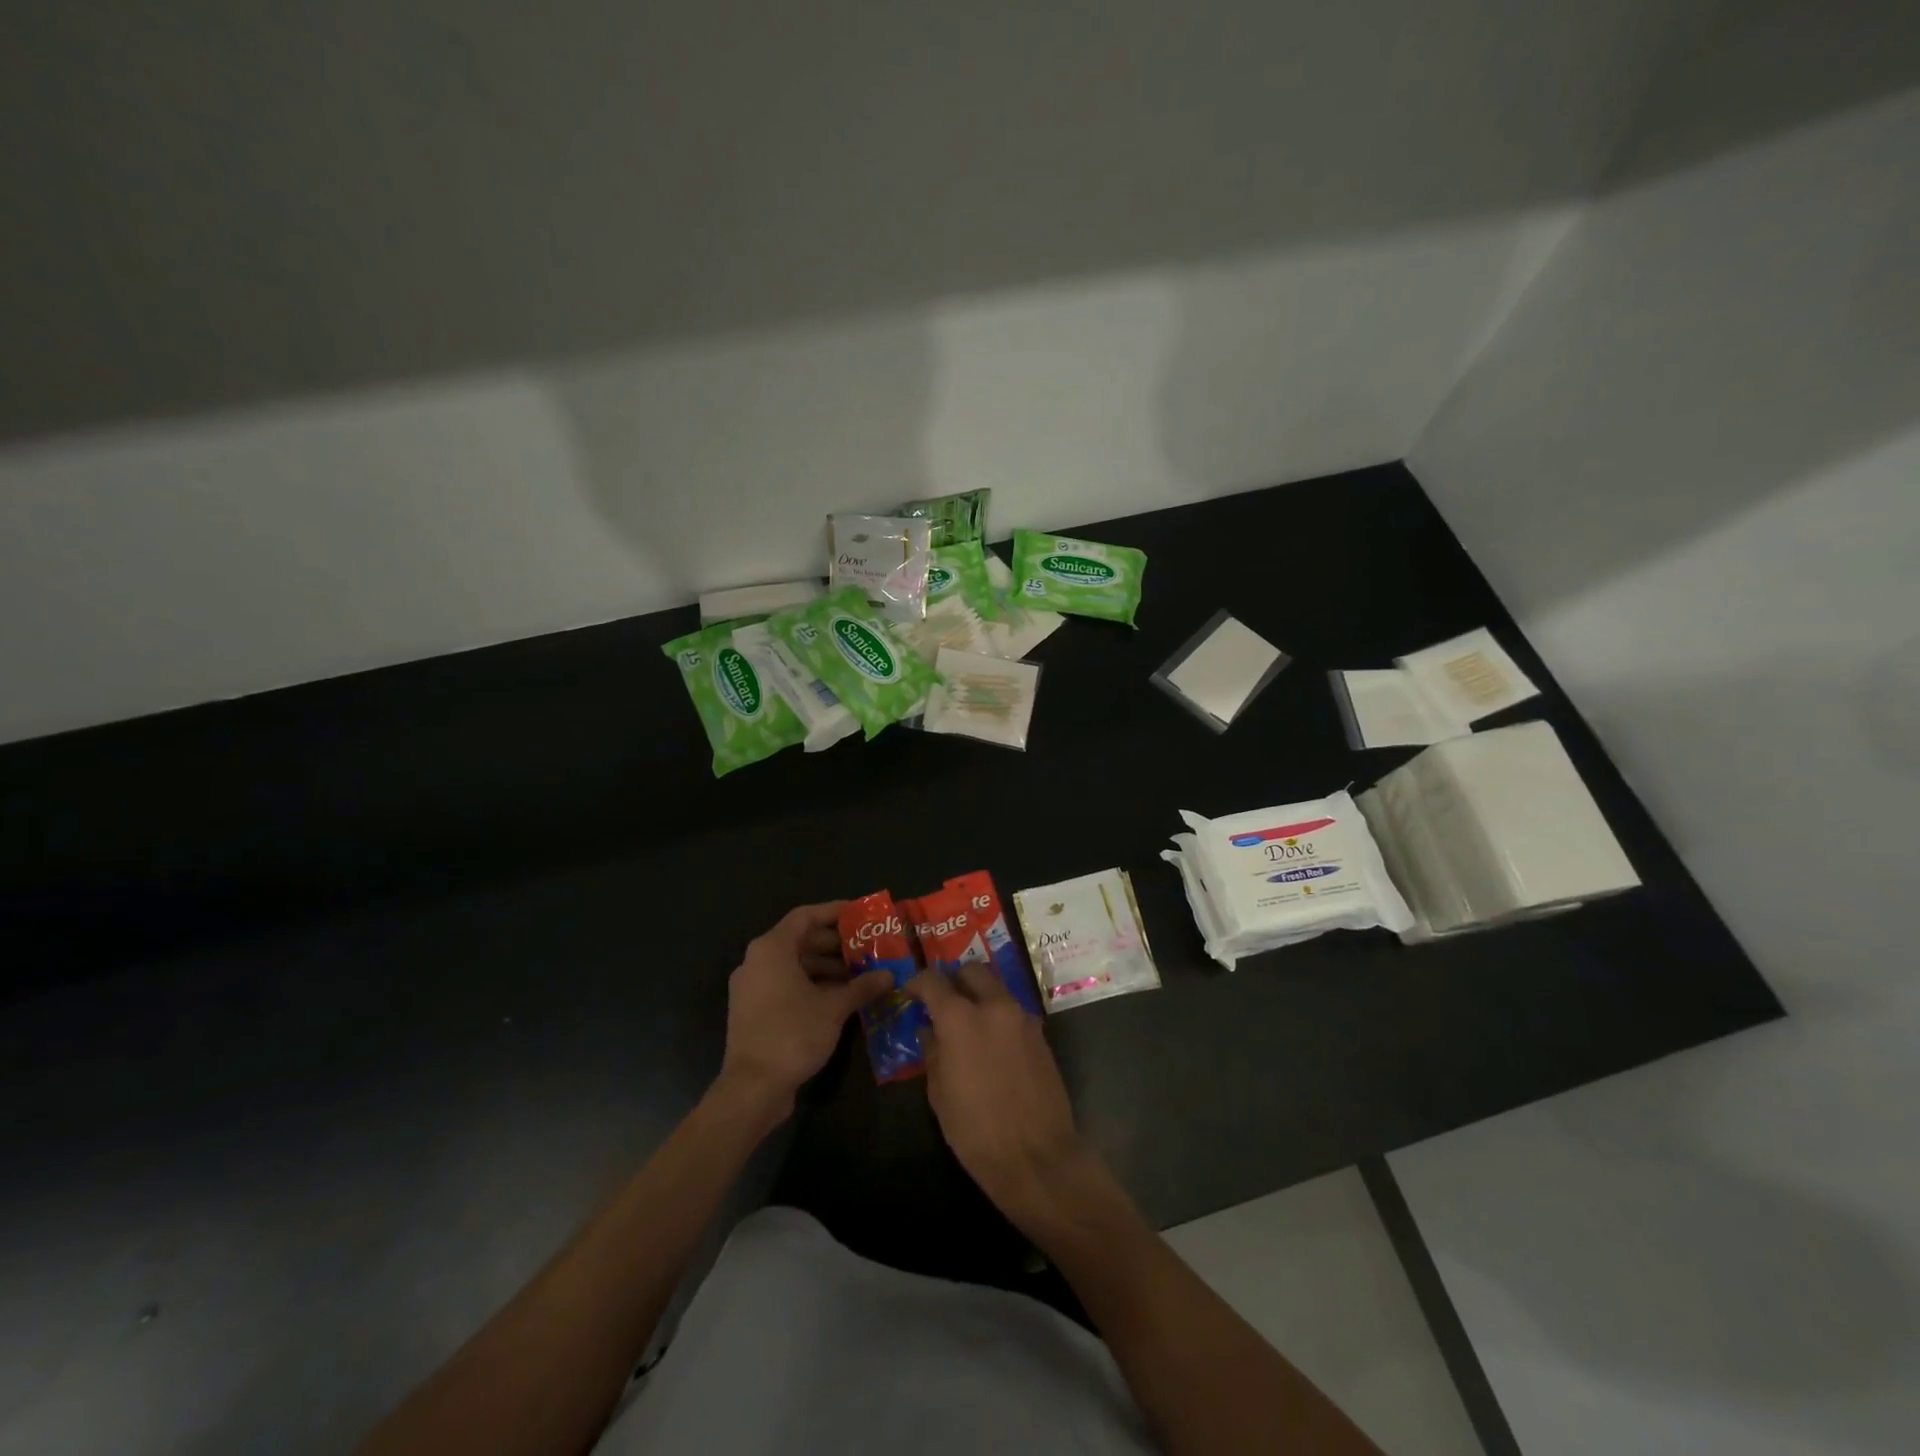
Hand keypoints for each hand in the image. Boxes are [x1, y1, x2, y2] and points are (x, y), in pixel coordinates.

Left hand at [717, 902, 892, 1125]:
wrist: (752, 1088)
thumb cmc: (793, 1034)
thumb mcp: (834, 1008)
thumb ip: (862, 986)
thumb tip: (889, 975)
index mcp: (772, 949)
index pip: (806, 916)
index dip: (834, 912)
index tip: (860, 914)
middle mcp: (757, 961)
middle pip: (800, 940)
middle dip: (835, 944)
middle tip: (866, 948)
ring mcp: (752, 987)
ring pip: (793, 965)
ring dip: (826, 967)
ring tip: (859, 974)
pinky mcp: (753, 1010)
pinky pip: (785, 985)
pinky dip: (811, 985)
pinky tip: (839, 998)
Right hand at [907, 964, 1089, 1228]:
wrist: (1037, 1157)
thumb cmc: (976, 1131)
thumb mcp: (940, 1094)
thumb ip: (933, 1053)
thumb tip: (930, 1031)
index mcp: (961, 1018)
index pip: (933, 981)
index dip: (917, 983)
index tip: (910, 993)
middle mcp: (994, 1006)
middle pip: (972, 971)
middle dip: (955, 980)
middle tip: (943, 1002)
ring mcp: (1022, 1018)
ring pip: (997, 988)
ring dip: (979, 996)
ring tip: (968, 1023)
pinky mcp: (1041, 1035)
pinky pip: (1013, 1012)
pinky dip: (998, 1017)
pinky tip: (992, 1044)